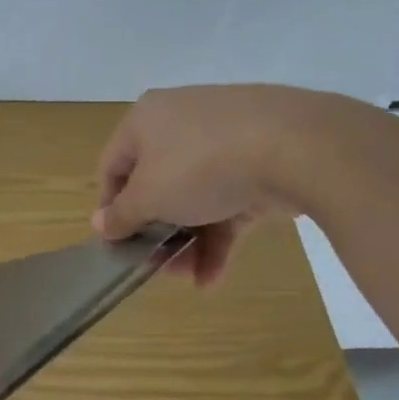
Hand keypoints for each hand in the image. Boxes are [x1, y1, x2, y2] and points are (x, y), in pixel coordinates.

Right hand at [94, 84, 341, 285]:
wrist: (297, 146)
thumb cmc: (200, 167)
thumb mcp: (148, 197)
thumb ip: (121, 216)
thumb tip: (101, 225)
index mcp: (146, 120)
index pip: (114, 167)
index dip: (110, 209)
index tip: (115, 244)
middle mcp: (182, 122)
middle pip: (158, 186)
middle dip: (156, 233)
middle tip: (155, 267)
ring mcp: (227, 140)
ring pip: (196, 198)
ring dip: (188, 243)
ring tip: (189, 279)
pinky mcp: (263, 161)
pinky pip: (230, 201)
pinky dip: (221, 237)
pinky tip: (214, 277)